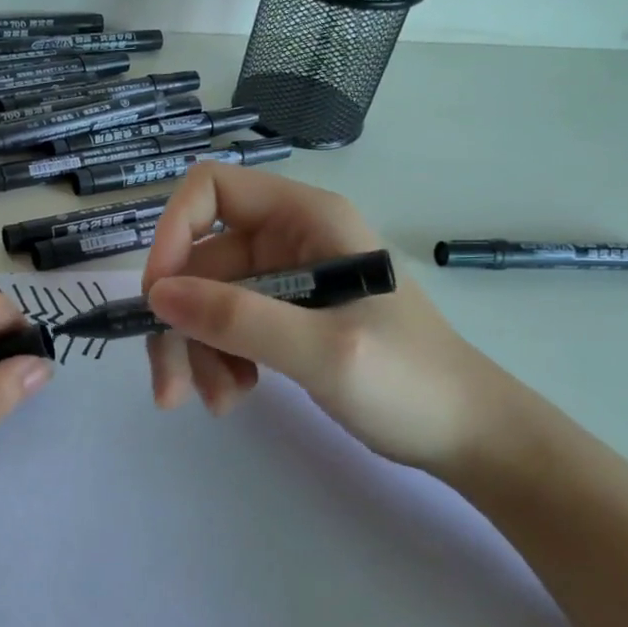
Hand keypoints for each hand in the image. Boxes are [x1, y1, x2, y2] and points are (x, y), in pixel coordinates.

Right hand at [139, 168, 524, 481]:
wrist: (470, 437)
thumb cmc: (412, 382)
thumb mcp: (324, 350)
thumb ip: (239, 319)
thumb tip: (157, 295)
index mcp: (306, 218)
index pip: (212, 188)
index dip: (174, 232)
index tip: (160, 296)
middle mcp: (288, 239)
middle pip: (199, 259)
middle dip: (180, 320)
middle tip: (169, 384)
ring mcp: (284, 280)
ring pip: (205, 298)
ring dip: (195, 349)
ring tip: (217, 401)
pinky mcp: (283, 317)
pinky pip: (225, 326)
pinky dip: (216, 360)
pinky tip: (234, 397)